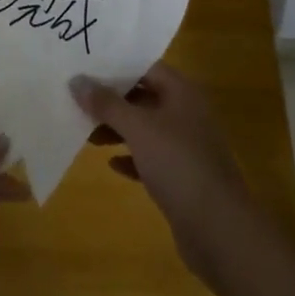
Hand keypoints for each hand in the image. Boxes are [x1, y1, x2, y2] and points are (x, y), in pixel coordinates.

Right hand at [71, 66, 253, 285]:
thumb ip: (106, 103)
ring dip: (118, 130)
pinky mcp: (183, 177)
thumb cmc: (178, 164)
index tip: (85, 69)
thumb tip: (76, 80)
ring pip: (146, 129)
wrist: (218, 229)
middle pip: (144, 97)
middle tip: (78, 101)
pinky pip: (151, 159)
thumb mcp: (137, 128)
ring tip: (87, 133)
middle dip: (112, 100)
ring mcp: (187, 147)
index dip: (117, 66)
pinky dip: (132, 158)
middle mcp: (187, 114)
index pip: (147, 67)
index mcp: (182, 93)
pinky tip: (111, 164)